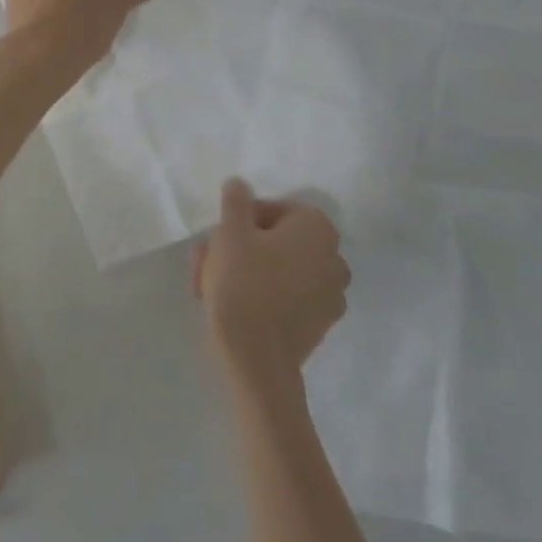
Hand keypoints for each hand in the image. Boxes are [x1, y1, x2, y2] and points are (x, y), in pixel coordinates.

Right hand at [194, 178, 348, 381]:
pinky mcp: (321, 323)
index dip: (239, 222)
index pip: (272, 210)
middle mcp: (334, 256)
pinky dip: (265, 295)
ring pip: (279, 268)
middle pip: (275, 240)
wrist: (257, 359)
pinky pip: (289, 295)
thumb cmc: (242, 285)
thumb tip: (240, 183)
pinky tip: (238, 308)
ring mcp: (332, 293)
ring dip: (247, 271)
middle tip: (206, 264)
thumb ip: (236, 201)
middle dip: (239, 248)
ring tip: (211, 288)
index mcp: (317, 227)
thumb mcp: (230, 234)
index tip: (218, 241)